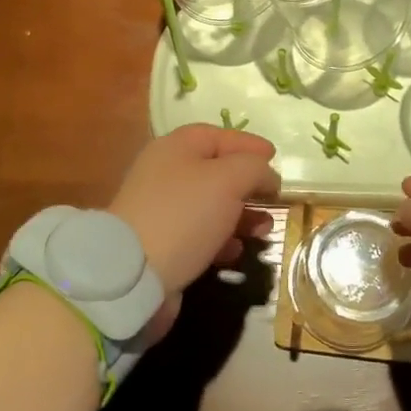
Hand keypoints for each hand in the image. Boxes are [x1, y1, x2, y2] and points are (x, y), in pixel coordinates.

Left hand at [110, 124, 279, 337]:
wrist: (134, 274)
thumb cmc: (185, 215)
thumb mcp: (228, 180)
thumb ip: (254, 169)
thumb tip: (266, 176)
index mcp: (175, 148)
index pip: (216, 136)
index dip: (247, 144)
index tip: (275, 157)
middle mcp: (164, 174)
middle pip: (215, 172)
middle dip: (249, 185)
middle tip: (275, 199)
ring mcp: (160, 211)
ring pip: (210, 207)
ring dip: (241, 216)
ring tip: (264, 230)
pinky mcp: (161, 244)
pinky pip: (199, 235)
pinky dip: (222, 240)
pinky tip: (236, 252)